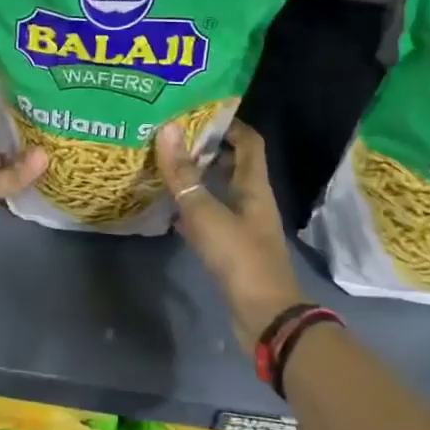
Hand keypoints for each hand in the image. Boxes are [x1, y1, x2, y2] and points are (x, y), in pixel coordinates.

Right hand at [155, 120, 302, 354]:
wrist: (264, 316)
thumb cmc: (240, 258)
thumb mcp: (206, 213)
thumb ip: (184, 174)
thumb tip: (168, 129)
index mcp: (254, 186)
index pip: (248, 141)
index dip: (227, 124)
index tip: (196, 113)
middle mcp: (252, 201)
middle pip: (233, 165)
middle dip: (206, 150)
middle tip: (171, 139)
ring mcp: (243, 226)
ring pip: (220, 192)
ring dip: (198, 179)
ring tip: (165, 167)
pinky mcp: (232, 249)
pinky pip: (211, 219)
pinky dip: (193, 210)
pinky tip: (169, 210)